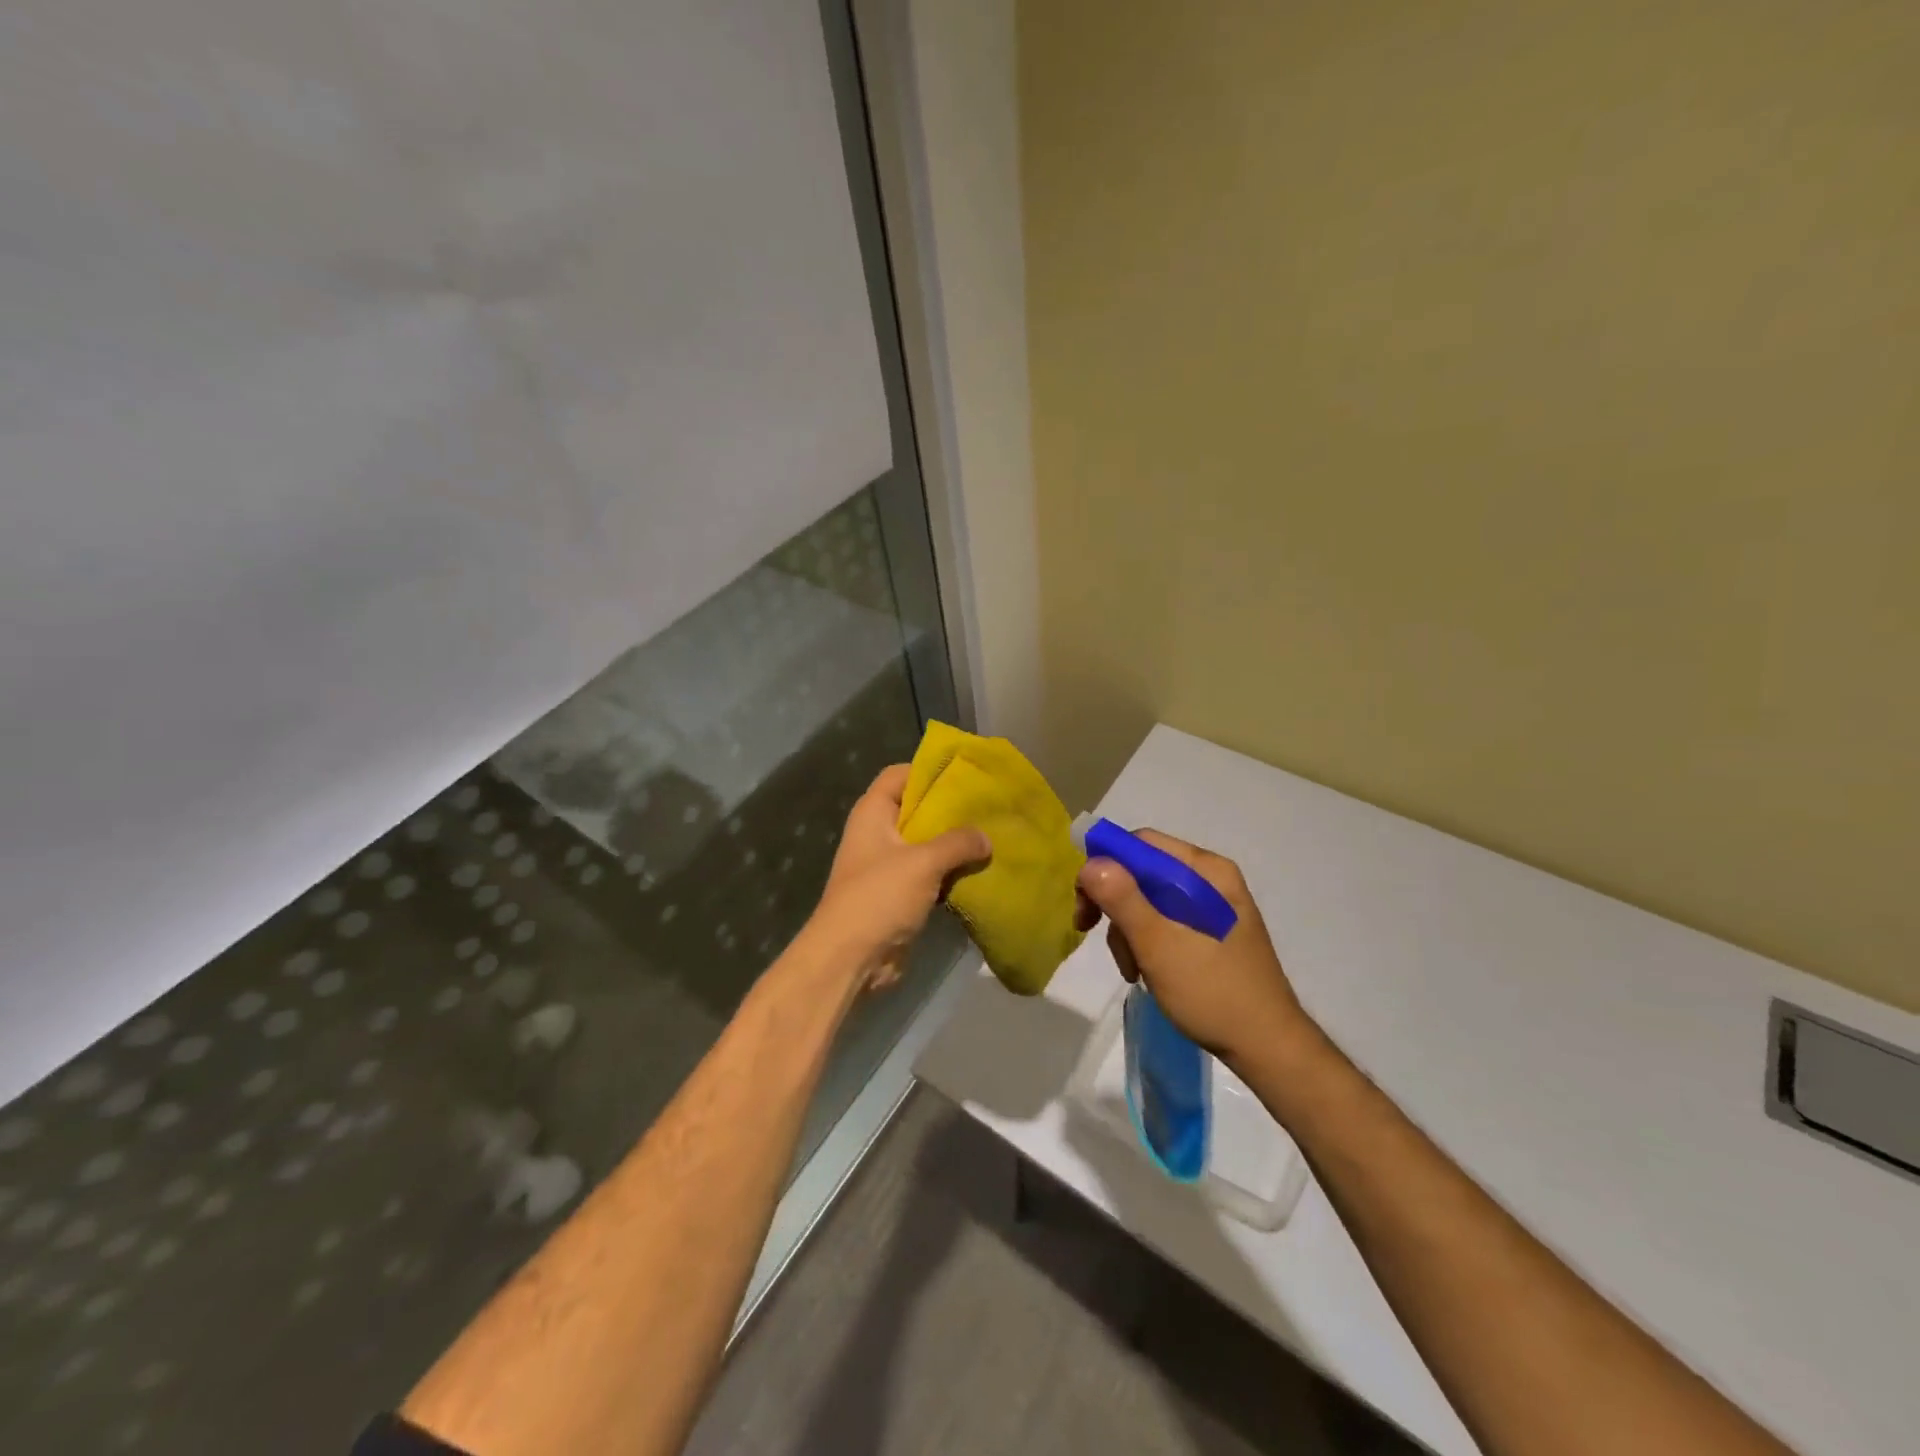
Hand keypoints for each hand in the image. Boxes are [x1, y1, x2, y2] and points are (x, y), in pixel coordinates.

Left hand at [807, 765, 991, 990]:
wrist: (851, 959)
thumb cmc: (879, 897)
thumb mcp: (923, 862)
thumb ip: (957, 843)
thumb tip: (986, 838)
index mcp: (873, 813)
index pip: (900, 774)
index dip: (929, 771)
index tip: (966, 774)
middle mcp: (878, 833)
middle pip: (917, 809)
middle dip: (951, 809)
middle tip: (989, 807)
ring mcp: (889, 865)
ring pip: (927, 844)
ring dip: (955, 845)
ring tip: (993, 837)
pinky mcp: (900, 894)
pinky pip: (930, 874)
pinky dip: (951, 872)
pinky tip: (981, 870)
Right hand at [1076, 830, 1309, 1067]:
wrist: (1268, 1048)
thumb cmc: (1212, 991)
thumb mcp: (1158, 944)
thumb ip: (1122, 898)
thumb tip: (1089, 862)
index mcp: (1206, 870)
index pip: (1142, 844)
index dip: (1105, 866)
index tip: (1085, 904)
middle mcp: (1211, 879)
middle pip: (1143, 872)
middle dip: (1116, 905)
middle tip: (1091, 933)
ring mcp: (1213, 906)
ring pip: (1149, 900)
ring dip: (1129, 931)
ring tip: (1132, 970)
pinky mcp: (1211, 932)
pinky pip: (1165, 921)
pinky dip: (1147, 942)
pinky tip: (1147, 972)